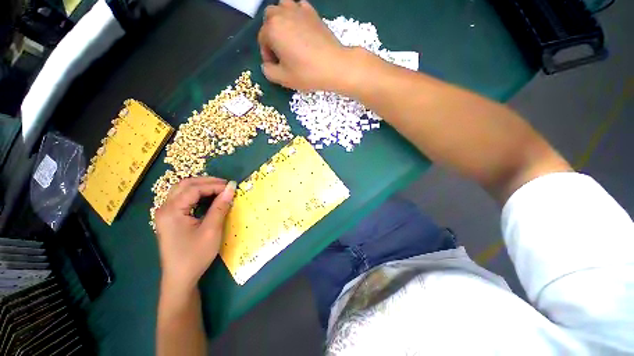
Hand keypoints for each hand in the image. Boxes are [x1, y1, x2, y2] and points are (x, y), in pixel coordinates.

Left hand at [154, 177, 235, 290]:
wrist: (180, 278)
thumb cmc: (195, 255)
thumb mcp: (211, 230)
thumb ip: (220, 207)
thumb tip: (231, 189)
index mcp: (172, 211)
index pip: (194, 189)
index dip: (215, 185)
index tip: (232, 187)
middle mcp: (164, 208)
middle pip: (185, 185)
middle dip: (207, 182)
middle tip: (226, 185)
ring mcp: (165, 213)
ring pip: (182, 190)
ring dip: (202, 186)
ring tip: (219, 189)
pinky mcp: (169, 219)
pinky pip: (182, 199)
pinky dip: (197, 194)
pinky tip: (208, 198)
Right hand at [258, 0, 354, 91]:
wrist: (334, 66)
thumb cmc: (307, 73)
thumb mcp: (283, 78)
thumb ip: (268, 71)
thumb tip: (267, 65)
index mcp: (272, 29)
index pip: (262, 40)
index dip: (267, 55)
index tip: (276, 66)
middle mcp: (282, 14)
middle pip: (269, 19)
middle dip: (271, 35)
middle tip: (281, 52)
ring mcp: (299, 10)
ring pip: (282, 8)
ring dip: (281, 21)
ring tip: (289, 38)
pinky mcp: (313, 12)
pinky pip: (298, 7)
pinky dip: (296, 15)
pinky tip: (301, 29)